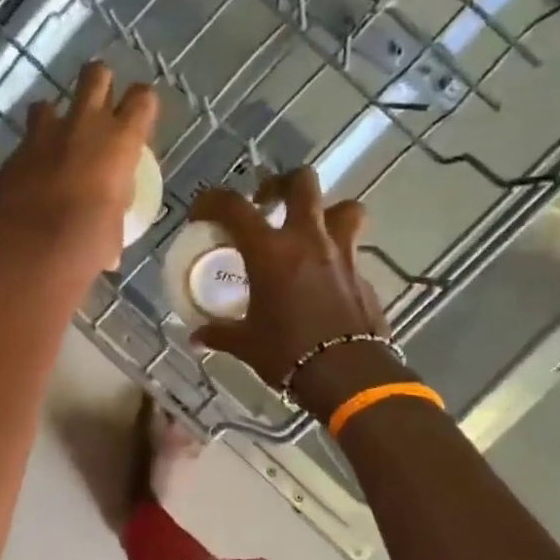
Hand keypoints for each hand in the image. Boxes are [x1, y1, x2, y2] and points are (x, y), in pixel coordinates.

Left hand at [0, 62, 157, 283]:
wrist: (34, 252)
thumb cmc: (89, 244)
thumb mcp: (115, 224)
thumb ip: (114, 204)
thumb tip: (109, 212)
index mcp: (120, 141)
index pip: (142, 98)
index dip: (141, 104)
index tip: (137, 117)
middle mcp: (83, 126)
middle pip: (95, 75)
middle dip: (98, 82)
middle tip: (98, 103)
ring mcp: (42, 136)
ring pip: (47, 104)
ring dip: (53, 117)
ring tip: (55, 141)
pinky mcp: (13, 156)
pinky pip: (23, 145)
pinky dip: (29, 156)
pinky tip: (29, 179)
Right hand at [187, 169, 395, 413]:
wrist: (349, 376)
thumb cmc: (288, 353)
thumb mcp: (246, 344)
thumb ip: (220, 333)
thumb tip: (196, 338)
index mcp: (270, 251)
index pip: (233, 207)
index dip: (212, 200)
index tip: (201, 212)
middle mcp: (308, 240)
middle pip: (302, 183)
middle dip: (281, 184)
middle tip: (266, 202)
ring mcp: (342, 254)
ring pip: (344, 209)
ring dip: (326, 212)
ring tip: (308, 231)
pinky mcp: (363, 276)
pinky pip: (351, 251)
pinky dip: (336, 255)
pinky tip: (323, 279)